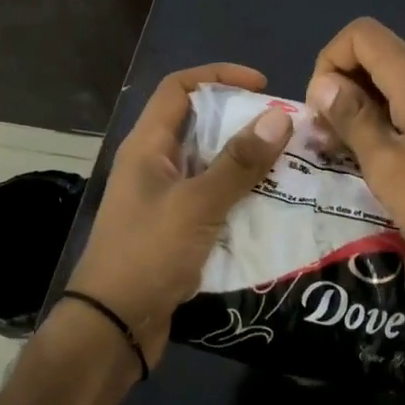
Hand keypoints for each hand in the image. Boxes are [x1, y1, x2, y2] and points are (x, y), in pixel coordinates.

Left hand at [67, 63, 292, 367]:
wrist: (113, 328)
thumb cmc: (147, 255)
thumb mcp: (197, 205)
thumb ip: (238, 163)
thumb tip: (279, 116)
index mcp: (148, 146)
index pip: (179, 89)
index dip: (219, 76)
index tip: (263, 86)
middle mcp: (154, 165)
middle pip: (200, 125)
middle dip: (243, 123)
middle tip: (287, 132)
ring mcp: (164, 198)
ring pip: (211, 165)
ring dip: (247, 163)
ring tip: (291, 167)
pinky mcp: (176, 229)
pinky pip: (214, 199)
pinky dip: (241, 197)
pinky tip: (274, 206)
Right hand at [305, 18, 404, 296]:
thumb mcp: (385, 165)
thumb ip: (352, 118)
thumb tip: (324, 84)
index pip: (361, 34)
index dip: (330, 61)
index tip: (322, 109)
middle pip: (377, 54)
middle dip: (344, 86)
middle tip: (329, 138)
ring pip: (395, 78)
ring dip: (365, 104)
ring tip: (350, 151)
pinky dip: (390, 114)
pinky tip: (384, 155)